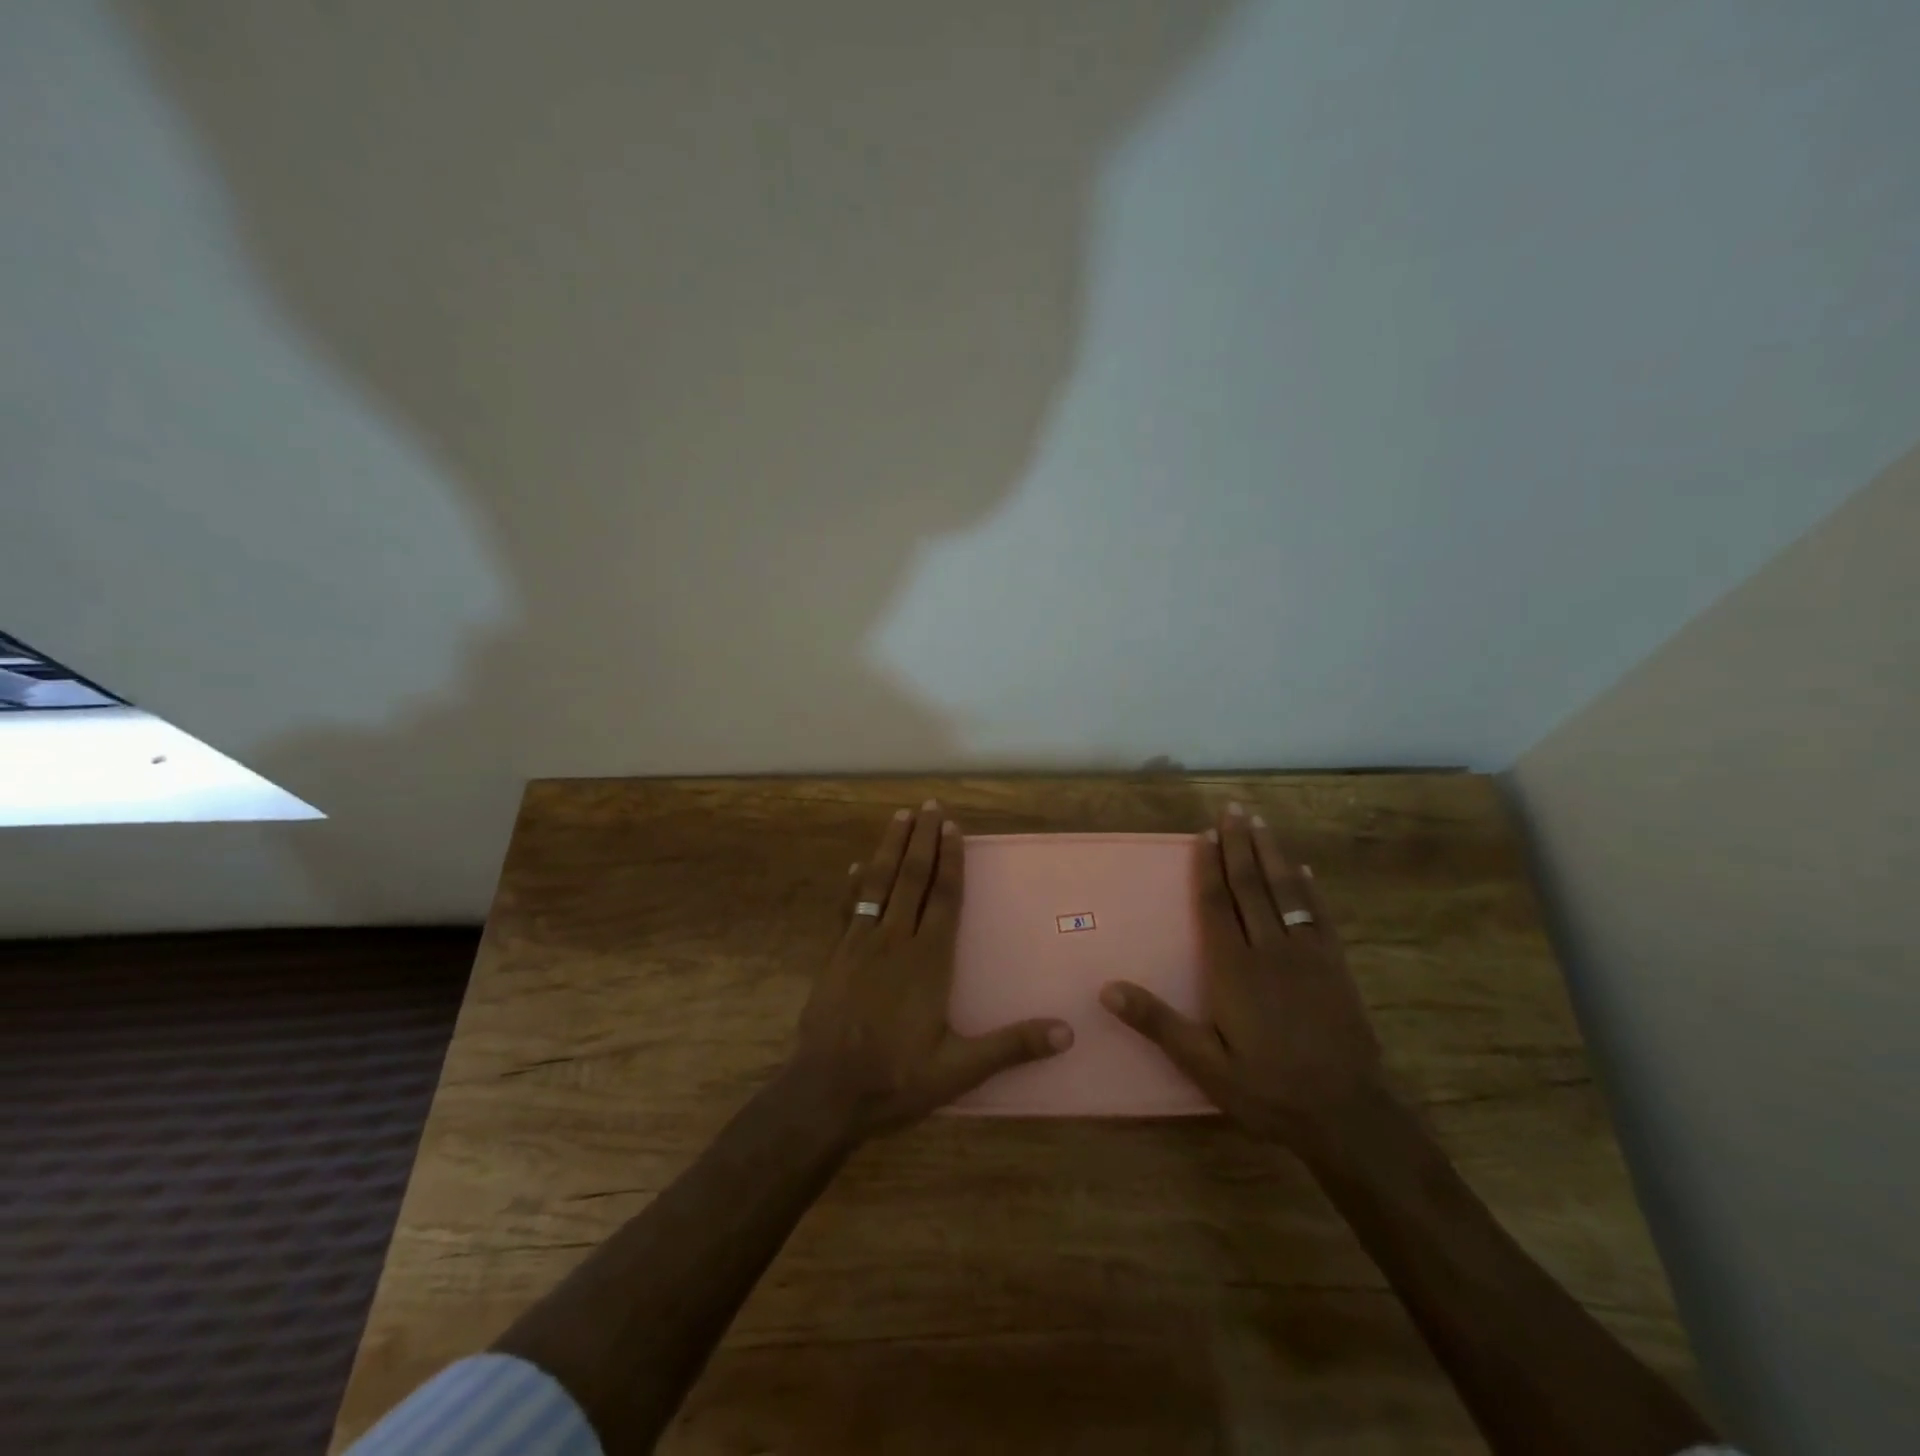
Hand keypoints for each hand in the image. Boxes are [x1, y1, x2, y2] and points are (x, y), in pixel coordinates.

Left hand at [788, 800, 1073, 1140]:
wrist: (825, 1092)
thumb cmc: (896, 1078)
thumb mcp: (959, 1070)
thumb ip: (1011, 1046)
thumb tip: (1068, 1032)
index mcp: (929, 961)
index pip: (944, 898)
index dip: (950, 860)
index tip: (953, 827)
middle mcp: (895, 941)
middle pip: (911, 878)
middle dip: (922, 840)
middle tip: (929, 805)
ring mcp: (861, 944)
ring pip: (878, 884)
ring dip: (889, 848)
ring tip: (899, 817)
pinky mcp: (836, 956)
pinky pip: (847, 909)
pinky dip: (853, 885)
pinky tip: (855, 867)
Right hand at [1101, 802, 1384, 1149]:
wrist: (1348, 1115)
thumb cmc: (1267, 1090)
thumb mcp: (1204, 1064)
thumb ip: (1158, 1023)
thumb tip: (1107, 990)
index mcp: (1234, 969)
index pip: (1217, 905)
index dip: (1209, 867)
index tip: (1204, 833)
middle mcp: (1270, 950)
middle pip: (1251, 886)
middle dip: (1239, 845)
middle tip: (1233, 808)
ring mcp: (1308, 955)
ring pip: (1286, 891)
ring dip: (1271, 854)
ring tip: (1261, 823)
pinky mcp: (1336, 968)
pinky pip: (1319, 916)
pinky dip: (1310, 889)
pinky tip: (1304, 870)